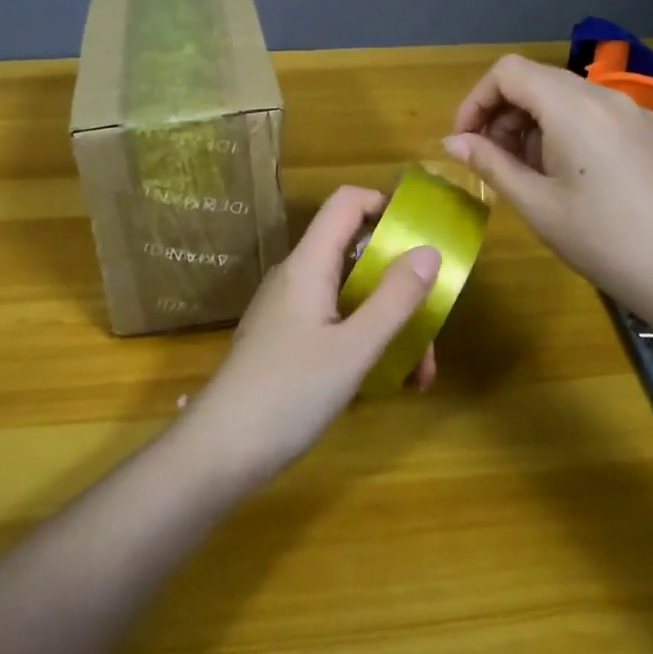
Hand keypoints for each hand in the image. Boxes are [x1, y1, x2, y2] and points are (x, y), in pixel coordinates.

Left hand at [185, 186, 440, 483]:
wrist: (221, 450)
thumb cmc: (289, 393)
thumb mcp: (354, 349)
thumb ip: (395, 299)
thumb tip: (430, 250)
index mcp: (308, 264)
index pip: (346, 203)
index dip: (385, 205)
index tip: (422, 236)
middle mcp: (297, 277)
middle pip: (356, 253)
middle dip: (400, 283)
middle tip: (431, 325)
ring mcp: (290, 309)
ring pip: (351, 295)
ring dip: (389, 322)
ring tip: (419, 374)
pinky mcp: (287, 339)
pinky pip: (336, 322)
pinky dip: (366, 341)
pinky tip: (388, 382)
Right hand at [443, 54, 652, 321]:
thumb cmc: (603, 242)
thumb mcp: (536, 205)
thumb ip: (490, 163)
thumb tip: (452, 142)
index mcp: (573, 108)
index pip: (508, 72)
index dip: (477, 100)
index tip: (467, 141)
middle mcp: (608, 97)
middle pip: (539, 80)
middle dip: (505, 113)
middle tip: (496, 160)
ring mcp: (642, 114)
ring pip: (572, 97)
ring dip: (538, 123)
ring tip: (535, 173)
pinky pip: (604, 116)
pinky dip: (574, 131)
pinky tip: (581, 179)